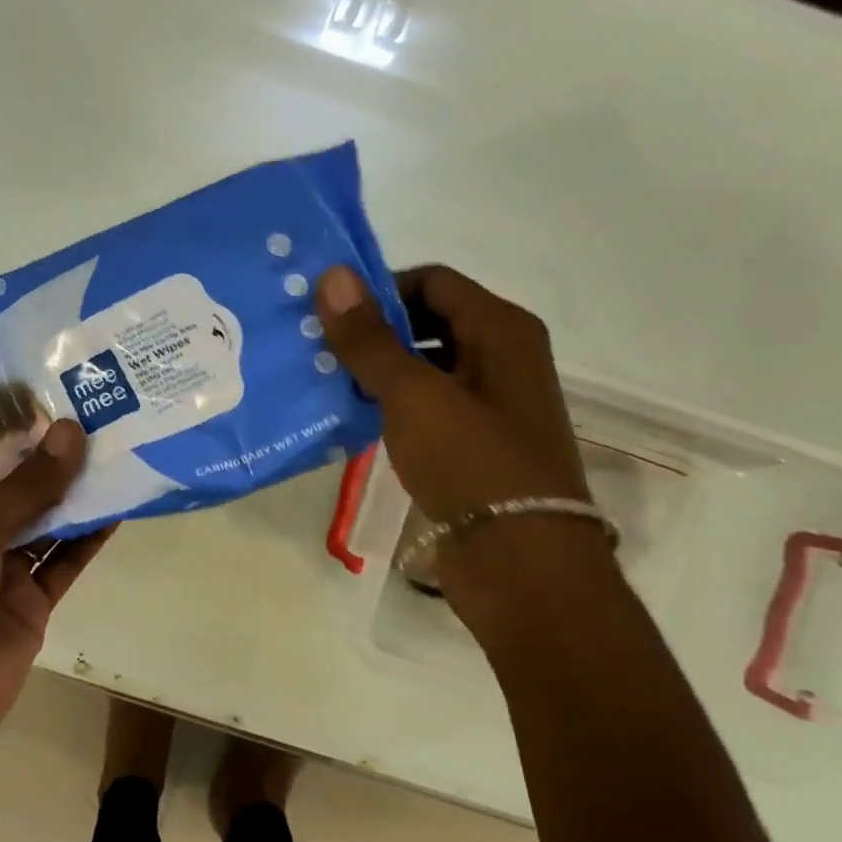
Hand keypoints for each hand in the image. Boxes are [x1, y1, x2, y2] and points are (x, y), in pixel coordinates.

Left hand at [0, 420, 113, 725]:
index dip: (17, 427)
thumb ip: (27, 486)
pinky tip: (118, 509)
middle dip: (56, 456)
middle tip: (99, 418)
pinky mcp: (36, 595)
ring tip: (117, 454)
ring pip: (51, 519)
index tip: (56, 395)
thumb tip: (72, 432)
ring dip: (80, 493)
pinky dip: (92, 537)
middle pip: (23, 484)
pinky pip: (68, 558)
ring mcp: (8, 563)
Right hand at [317, 264, 612, 622]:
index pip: (432, 280)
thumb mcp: (413, 395)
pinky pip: (426, 406)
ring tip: (326, 381)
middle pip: (428, 320)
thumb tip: (332, 275)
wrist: (521, 566)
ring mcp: (490, 403)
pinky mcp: (474, 444)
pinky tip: (351, 417)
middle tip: (320, 347)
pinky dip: (391, 404)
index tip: (330, 314)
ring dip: (378, 370)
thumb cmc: (472, 464)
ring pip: (424, 366)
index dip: (380, 290)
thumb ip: (369, 338)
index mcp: (502, 330)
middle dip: (374, 331)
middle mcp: (502, 357)